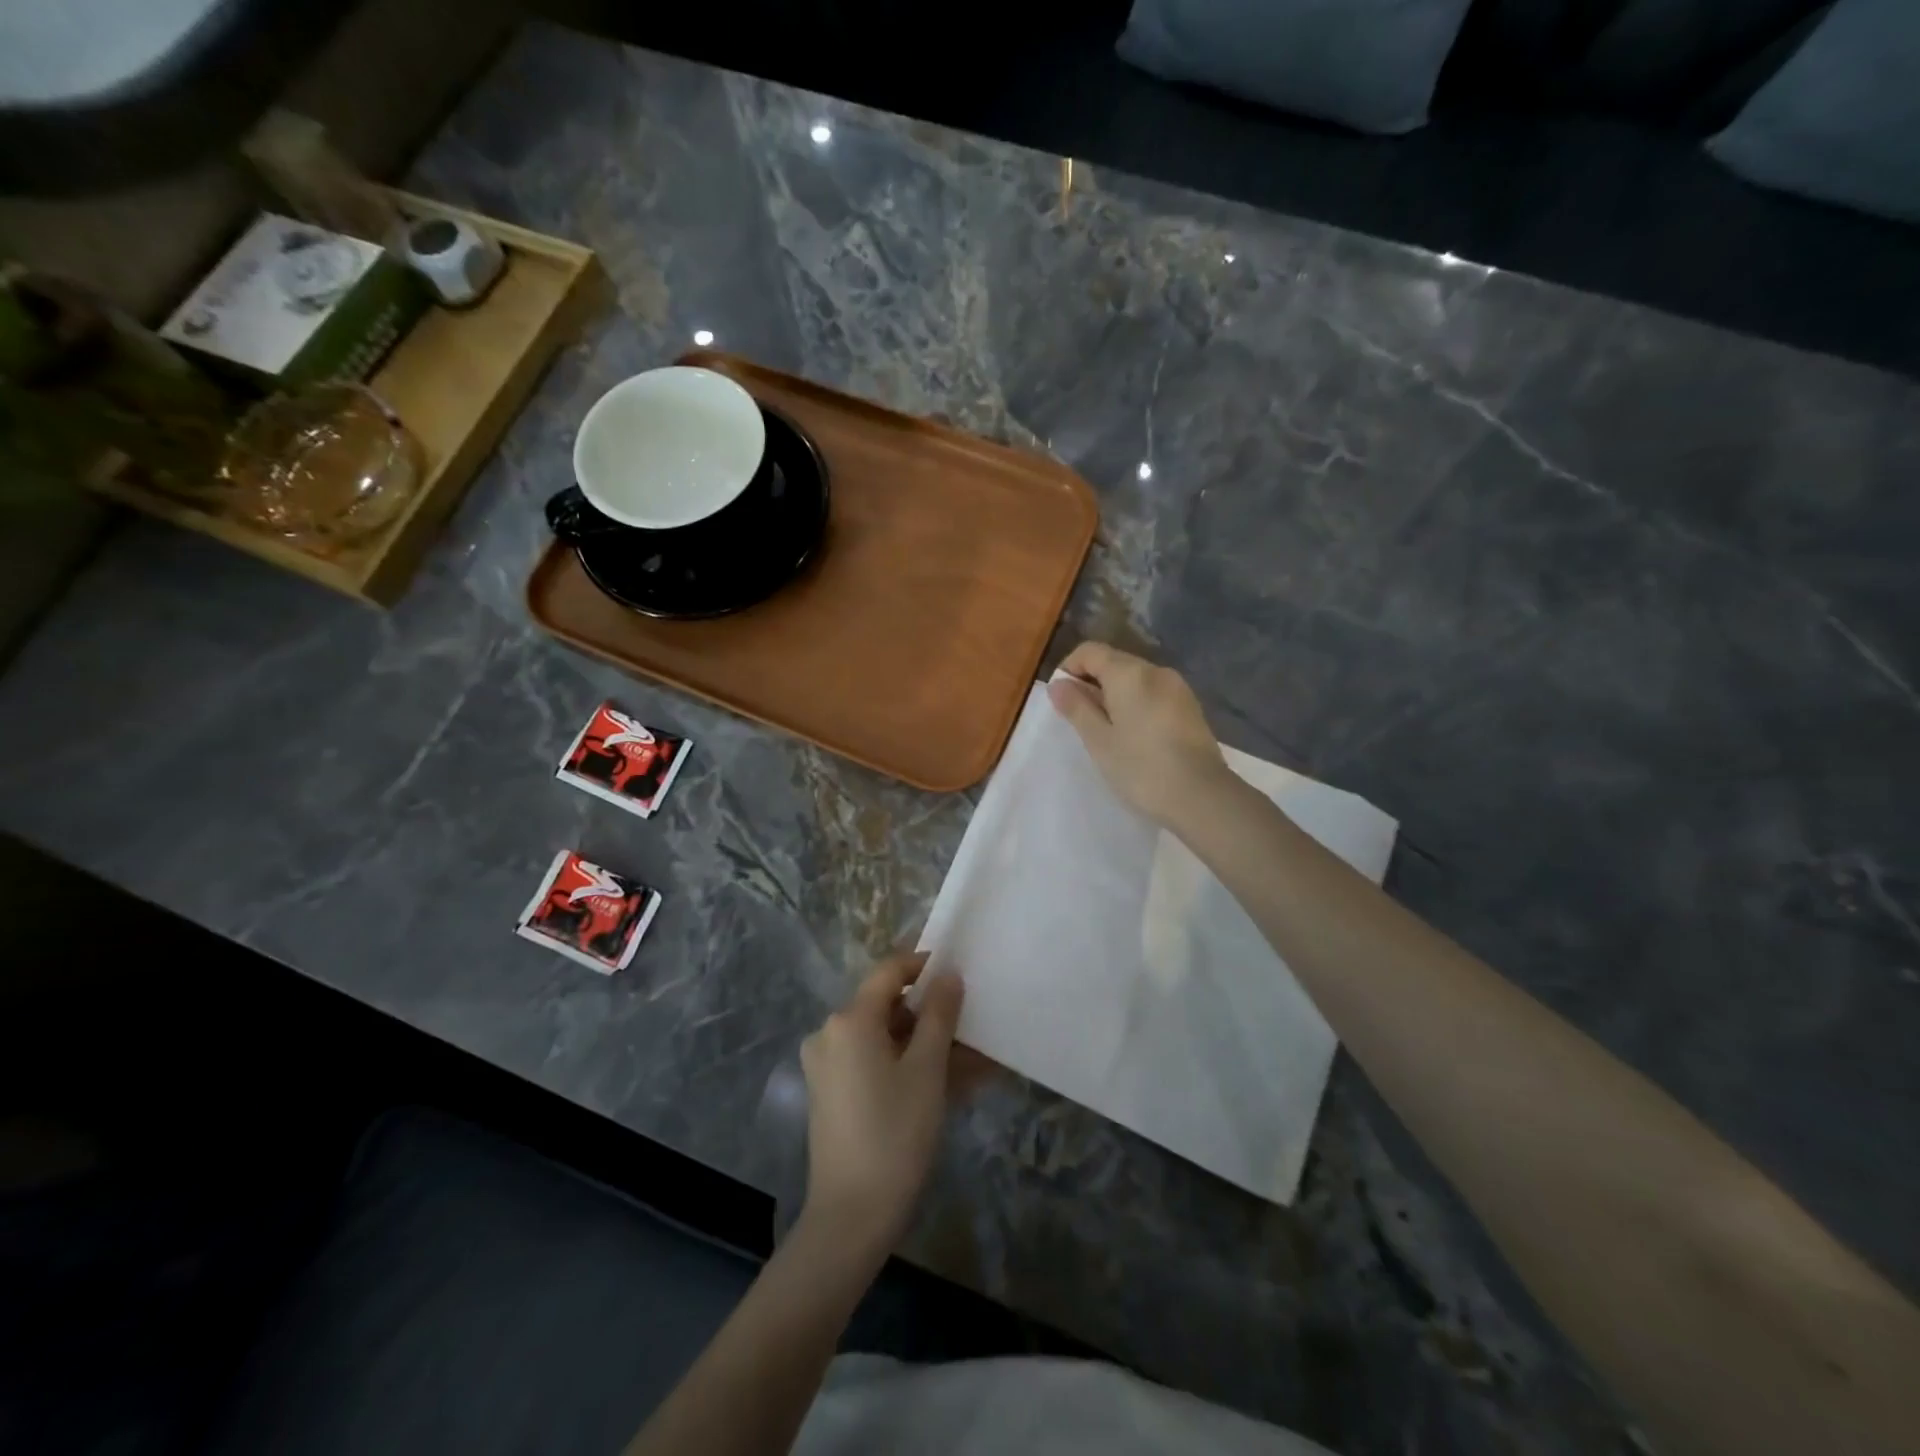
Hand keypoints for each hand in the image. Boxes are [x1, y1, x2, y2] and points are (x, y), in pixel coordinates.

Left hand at [798, 953, 963, 1255]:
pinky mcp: (830, 1093)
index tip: (958, 973)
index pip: (889, 970)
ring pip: (884, 1038)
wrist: (851, 1216)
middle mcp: (830, 1033)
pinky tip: (944, 1085)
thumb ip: (940, 1015)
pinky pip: (873, 1063)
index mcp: (850, 1019)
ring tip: (970, 1064)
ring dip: (924, 1044)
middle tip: (971, 1028)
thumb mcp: (927, 1070)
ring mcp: (826, 1065)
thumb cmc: (895, 1134)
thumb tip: (948, 975)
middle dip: (931, 1014)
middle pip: (887, 1006)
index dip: (923, 965)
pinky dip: (905, 1066)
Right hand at [1048, 641, 1228, 827]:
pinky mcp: (1190, 707)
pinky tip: (1134, 736)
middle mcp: (1156, 671)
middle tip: (1080, 721)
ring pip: (1135, 679)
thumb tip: (1057, 684)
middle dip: (1091, 683)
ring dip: (1114, 695)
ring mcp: (1178, 688)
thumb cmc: (1141, 768)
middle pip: (1114, 662)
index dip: (1069, 668)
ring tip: (1106, 731)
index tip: (1061, 699)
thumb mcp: (1099, 740)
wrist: (1202, 796)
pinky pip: (1153, 694)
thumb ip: (1076, 708)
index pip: (1090, 651)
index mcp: (1129, 673)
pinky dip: (1136, 704)